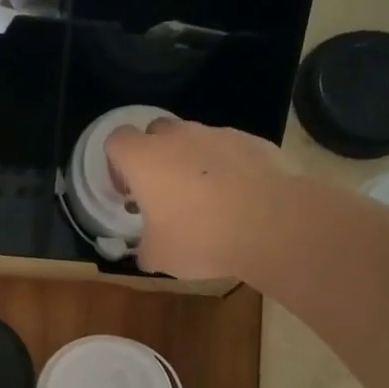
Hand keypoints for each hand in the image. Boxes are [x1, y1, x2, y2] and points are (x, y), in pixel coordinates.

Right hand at [105, 117, 294, 281]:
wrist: (271, 223)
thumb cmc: (200, 237)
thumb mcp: (158, 256)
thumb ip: (144, 248)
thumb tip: (146, 250)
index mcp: (145, 159)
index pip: (116, 140)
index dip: (116, 164)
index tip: (128, 191)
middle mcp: (179, 137)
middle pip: (155, 131)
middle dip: (154, 155)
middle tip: (162, 191)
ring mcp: (218, 135)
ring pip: (194, 139)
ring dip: (190, 161)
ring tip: (204, 198)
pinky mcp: (252, 141)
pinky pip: (228, 149)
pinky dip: (225, 167)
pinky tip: (236, 198)